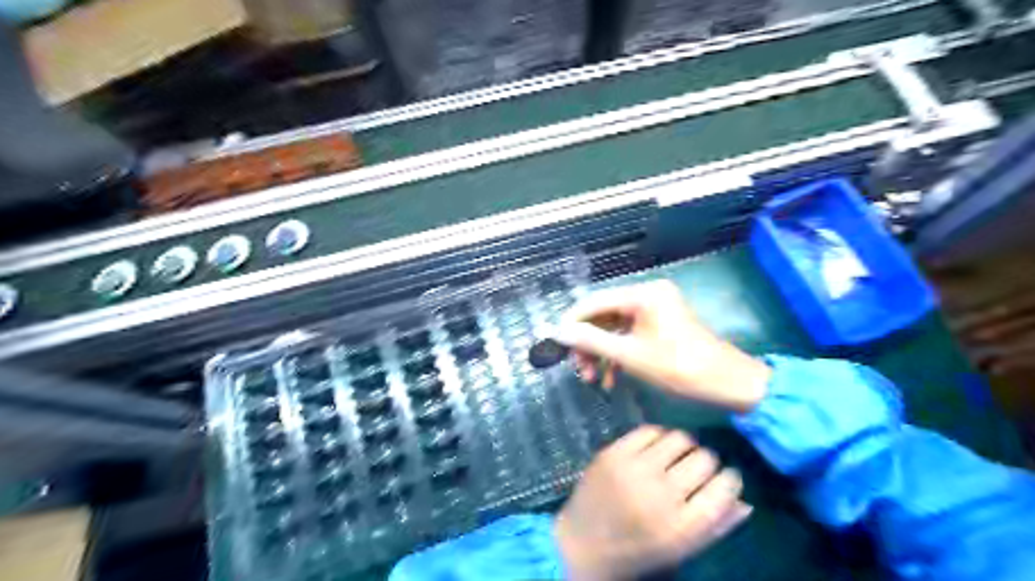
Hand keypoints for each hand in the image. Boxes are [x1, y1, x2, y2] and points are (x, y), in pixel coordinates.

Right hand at [554, 278, 772, 412]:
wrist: (727, 382)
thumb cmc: (678, 367)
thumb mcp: (629, 355)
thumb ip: (592, 341)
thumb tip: (559, 332)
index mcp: (642, 294)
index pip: (594, 302)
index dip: (572, 323)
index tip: (557, 346)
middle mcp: (648, 294)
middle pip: (604, 315)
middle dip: (589, 344)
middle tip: (579, 370)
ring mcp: (656, 309)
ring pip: (615, 328)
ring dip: (602, 353)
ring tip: (593, 379)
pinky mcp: (661, 323)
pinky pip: (630, 334)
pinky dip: (619, 354)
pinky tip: (611, 379)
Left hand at [559, 424, 752, 578]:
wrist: (582, 544)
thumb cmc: (637, 551)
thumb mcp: (680, 550)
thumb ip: (715, 526)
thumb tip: (745, 500)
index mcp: (682, 527)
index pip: (724, 488)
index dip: (730, 479)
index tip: (726, 477)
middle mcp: (661, 494)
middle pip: (704, 459)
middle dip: (708, 462)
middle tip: (698, 468)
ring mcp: (634, 470)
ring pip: (679, 438)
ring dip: (686, 445)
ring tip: (678, 455)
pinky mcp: (613, 453)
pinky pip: (649, 430)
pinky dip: (659, 436)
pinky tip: (657, 448)